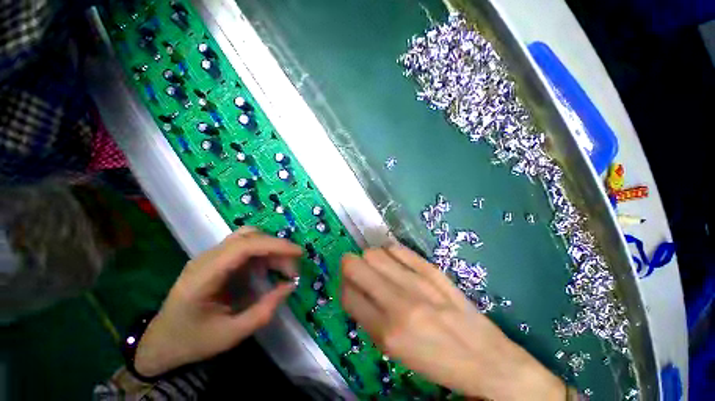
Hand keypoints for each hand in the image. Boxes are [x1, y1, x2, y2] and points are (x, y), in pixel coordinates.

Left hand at [134, 227, 301, 376]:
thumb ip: (263, 311)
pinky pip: (246, 247)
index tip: (299, 253)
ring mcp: (211, 257)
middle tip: (292, 271)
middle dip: (277, 249)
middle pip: (249, 237)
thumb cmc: (192, 341)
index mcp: (204, 276)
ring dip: (271, 249)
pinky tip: (270, 269)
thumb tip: (290, 286)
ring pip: (249, 238)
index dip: (275, 245)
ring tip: (284, 269)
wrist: (162, 342)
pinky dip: (264, 254)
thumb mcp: (231, 335)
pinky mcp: (218, 260)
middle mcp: (207, 258)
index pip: (244, 246)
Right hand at [340, 244, 564, 400]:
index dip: (344, 289)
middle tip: (357, 273)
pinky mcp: (431, 269)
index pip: (347, 294)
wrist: (486, 358)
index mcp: (386, 331)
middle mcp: (398, 302)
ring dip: (368, 258)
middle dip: (349, 266)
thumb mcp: (394, 352)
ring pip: (374, 253)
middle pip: (355, 264)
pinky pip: (397, 248)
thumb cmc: (436, 361)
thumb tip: (354, 290)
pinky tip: (393, 261)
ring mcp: (417, 281)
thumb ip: (369, 318)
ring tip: (376, 268)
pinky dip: (389, 252)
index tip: (351, 289)